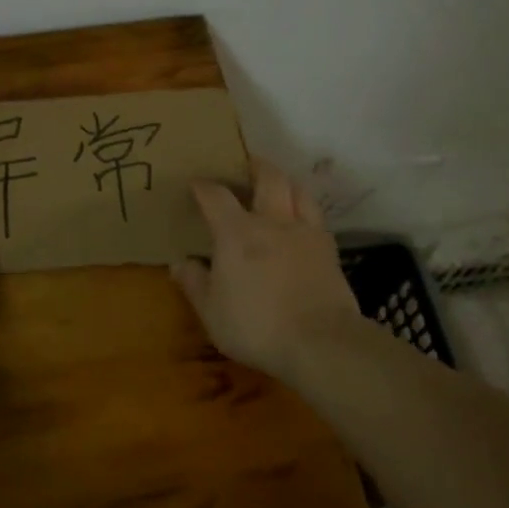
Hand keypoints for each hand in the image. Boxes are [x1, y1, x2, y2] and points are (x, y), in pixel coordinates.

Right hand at [171, 156, 366, 377]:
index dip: (203, 186)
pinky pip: (317, 217)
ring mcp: (305, 233)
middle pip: (268, 178)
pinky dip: (306, 210)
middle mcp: (272, 222)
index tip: (195, 183)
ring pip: (299, 190)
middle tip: (247, 164)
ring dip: (286, 182)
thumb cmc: (257, 326)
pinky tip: (302, 220)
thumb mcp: (212, 312)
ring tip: (278, 185)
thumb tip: (179, 263)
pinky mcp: (329, 250)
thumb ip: (195, 284)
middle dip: (256, 166)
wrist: (320, 343)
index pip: (216, 196)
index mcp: (236, 233)